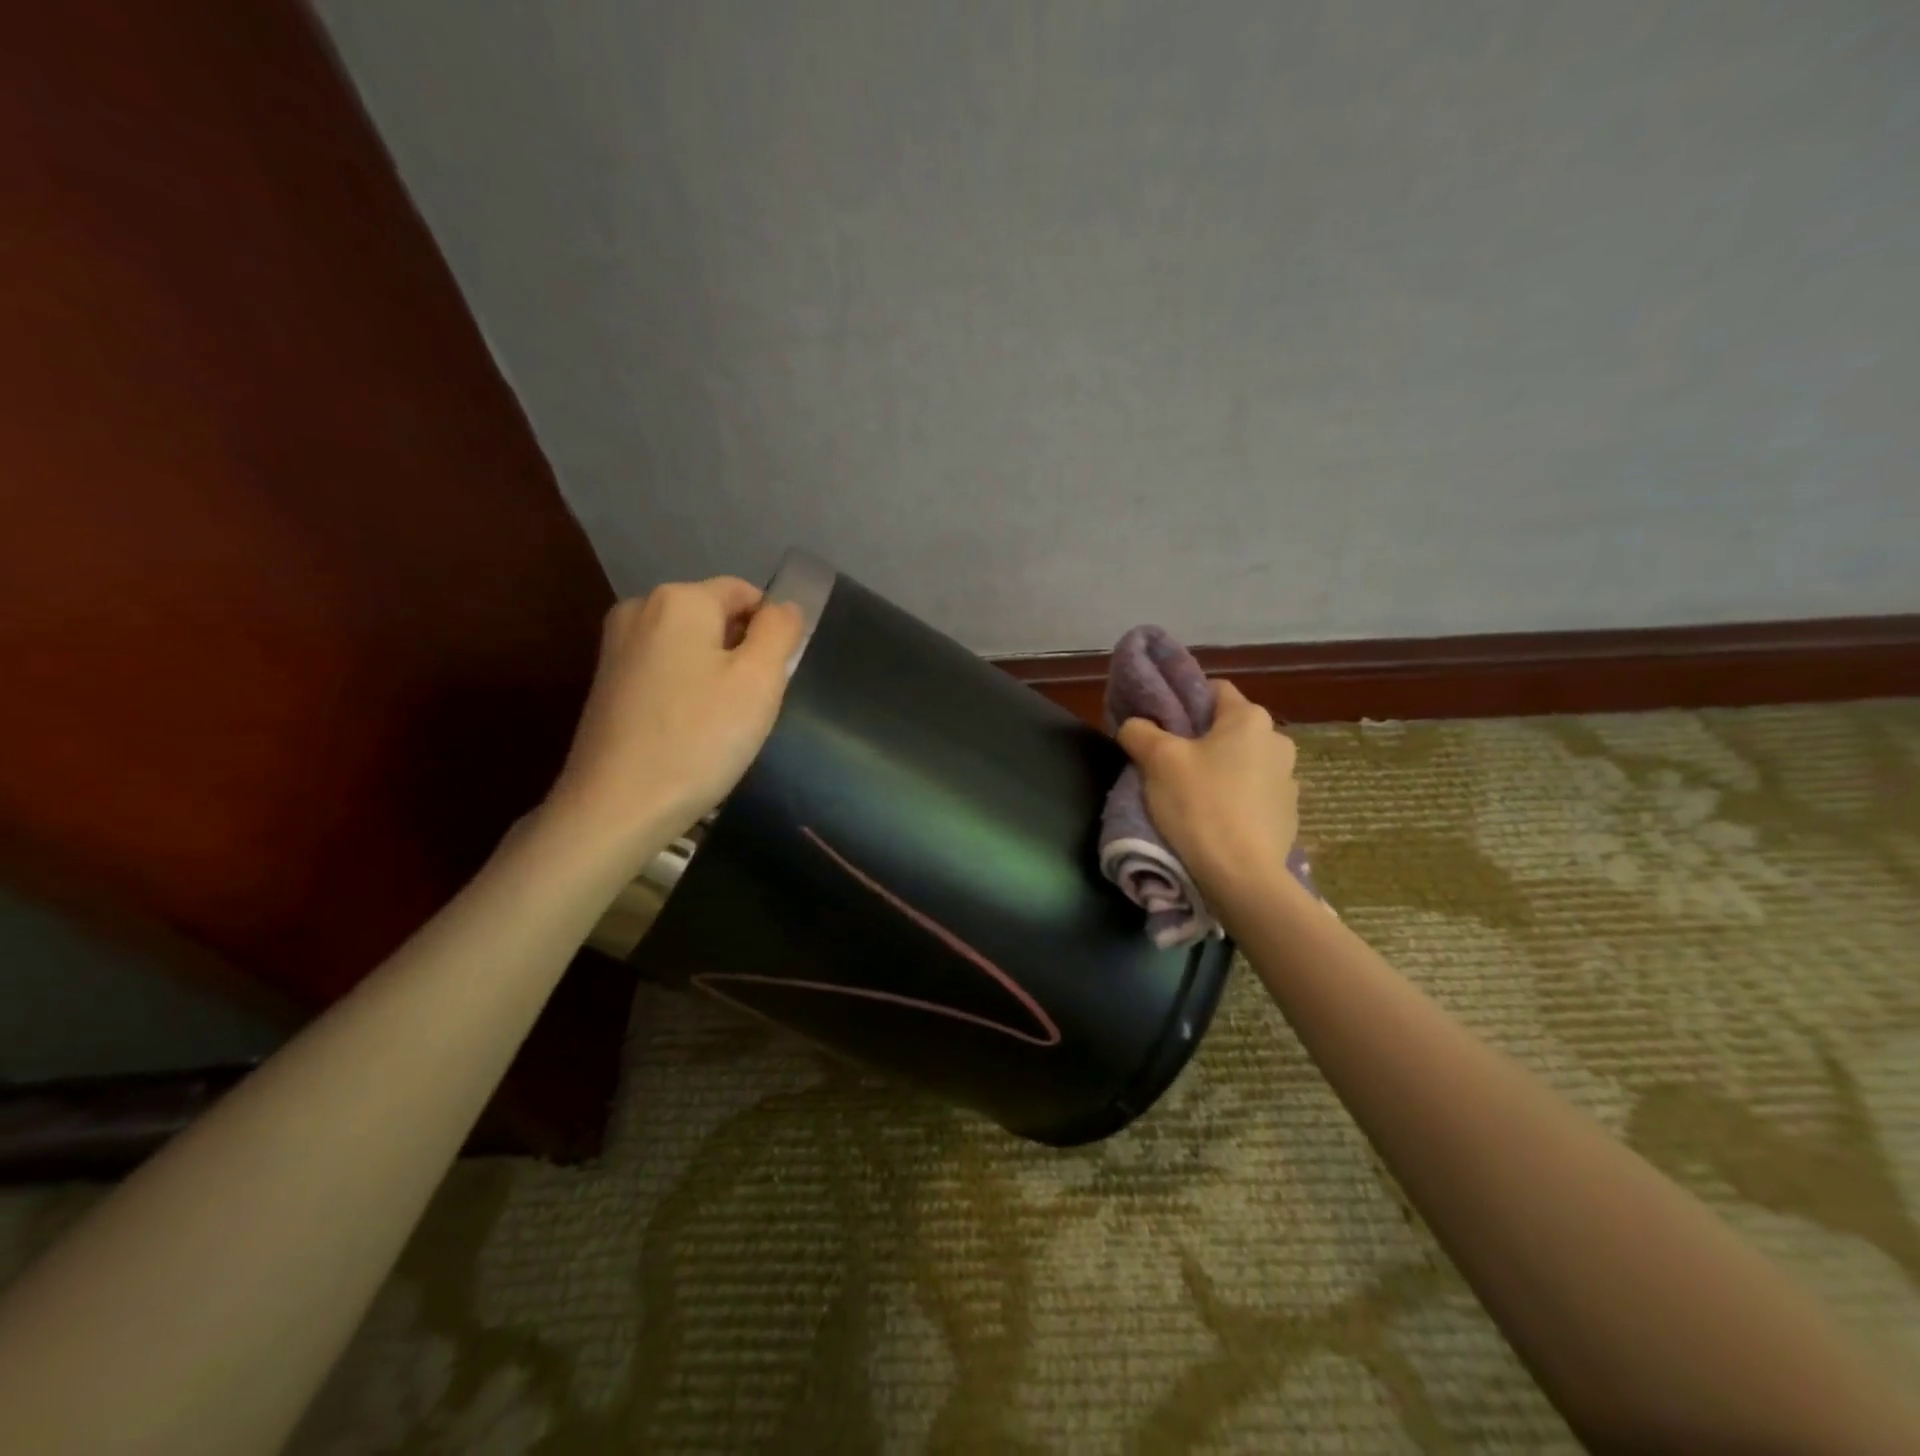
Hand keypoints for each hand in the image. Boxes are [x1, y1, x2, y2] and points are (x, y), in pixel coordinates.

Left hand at [546, 577, 804, 859]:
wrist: (616, 807)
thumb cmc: (699, 738)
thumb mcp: (760, 679)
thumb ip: (780, 631)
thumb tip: (784, 607)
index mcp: (679, 599)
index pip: (746, 593)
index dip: (771, 632)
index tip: (773, 682)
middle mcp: (640, 609)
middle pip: (716, 618)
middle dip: (742, 653)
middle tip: (750, 707)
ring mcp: (616, 646)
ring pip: (691, 646)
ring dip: (716, 675)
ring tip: (719, 724)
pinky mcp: (607, 682)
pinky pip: (665, 670)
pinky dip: (687, 691)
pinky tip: (689, 731)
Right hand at [1116, 680, 1299, 913]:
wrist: (1242, 877)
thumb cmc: (1200, 805)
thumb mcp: (1157, 760)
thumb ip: (1139, 731)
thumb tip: (1135, 725)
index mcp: (1250, 718)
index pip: (1213, 690)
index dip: (1183, 701)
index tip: (1160, 725)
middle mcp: (1278, 741)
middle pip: (1227, 728)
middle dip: (1199, 740)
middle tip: (1167, 763)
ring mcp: (1288, 780)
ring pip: (1241, 762)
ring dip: (1218, 771)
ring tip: (1189, 796)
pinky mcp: (1287, 815)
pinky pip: (1252, 794)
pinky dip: (1234, 799)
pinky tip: (1213, 820)